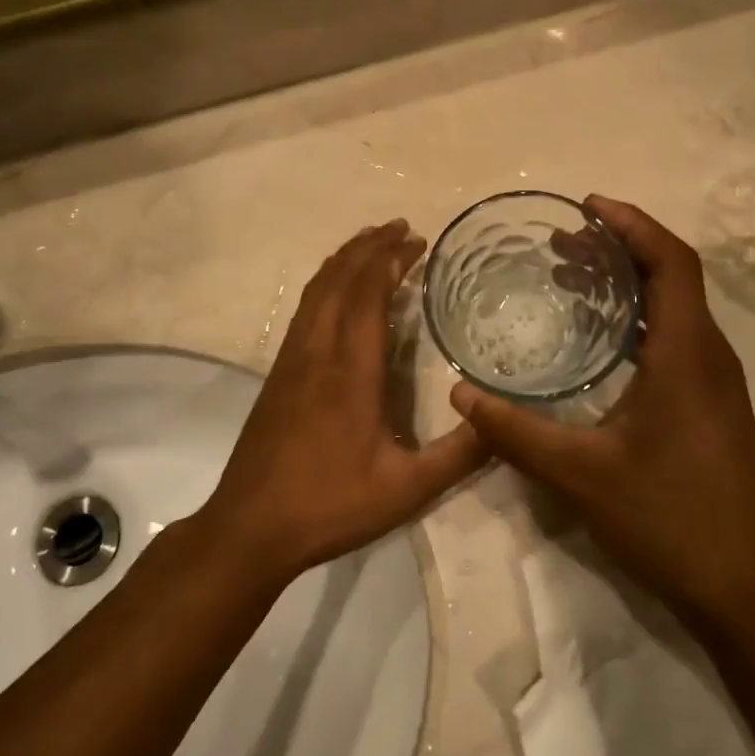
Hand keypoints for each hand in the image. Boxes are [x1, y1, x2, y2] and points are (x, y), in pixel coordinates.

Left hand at [201, 220, 486, 581]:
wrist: (250, 527)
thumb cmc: (330, 504)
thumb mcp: (407, 489)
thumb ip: (459, 455)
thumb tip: (504, 422)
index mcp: (350, 371)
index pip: (368, 295)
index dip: (391, 260)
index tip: (417, 240)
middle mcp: (318, 352)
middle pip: (340, 280)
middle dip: (370, 247)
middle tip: (402, 228)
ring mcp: (292, 360)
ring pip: (316, 290)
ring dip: (345, 260)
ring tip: (371, 243)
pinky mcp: (278, 373)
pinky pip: (304, 309)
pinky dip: (325, 283)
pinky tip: (336, 290)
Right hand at [449, 196, 754, 630]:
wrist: (741, 584)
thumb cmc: (666, 517)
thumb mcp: (578, 474)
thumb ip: (514, 431)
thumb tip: (460, 393)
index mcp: (687, 353)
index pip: (671, 261)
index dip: (633, 224)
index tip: (587, 206)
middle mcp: (710, 355)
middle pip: (673, 274)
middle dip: (621, 247)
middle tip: (563, 240)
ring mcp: (716, 380)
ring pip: (676, 305)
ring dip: (630, 281)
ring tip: (573, 273)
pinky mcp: (712, 403)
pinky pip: (677, 335)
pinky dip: (639, 316)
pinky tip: (600, 337)